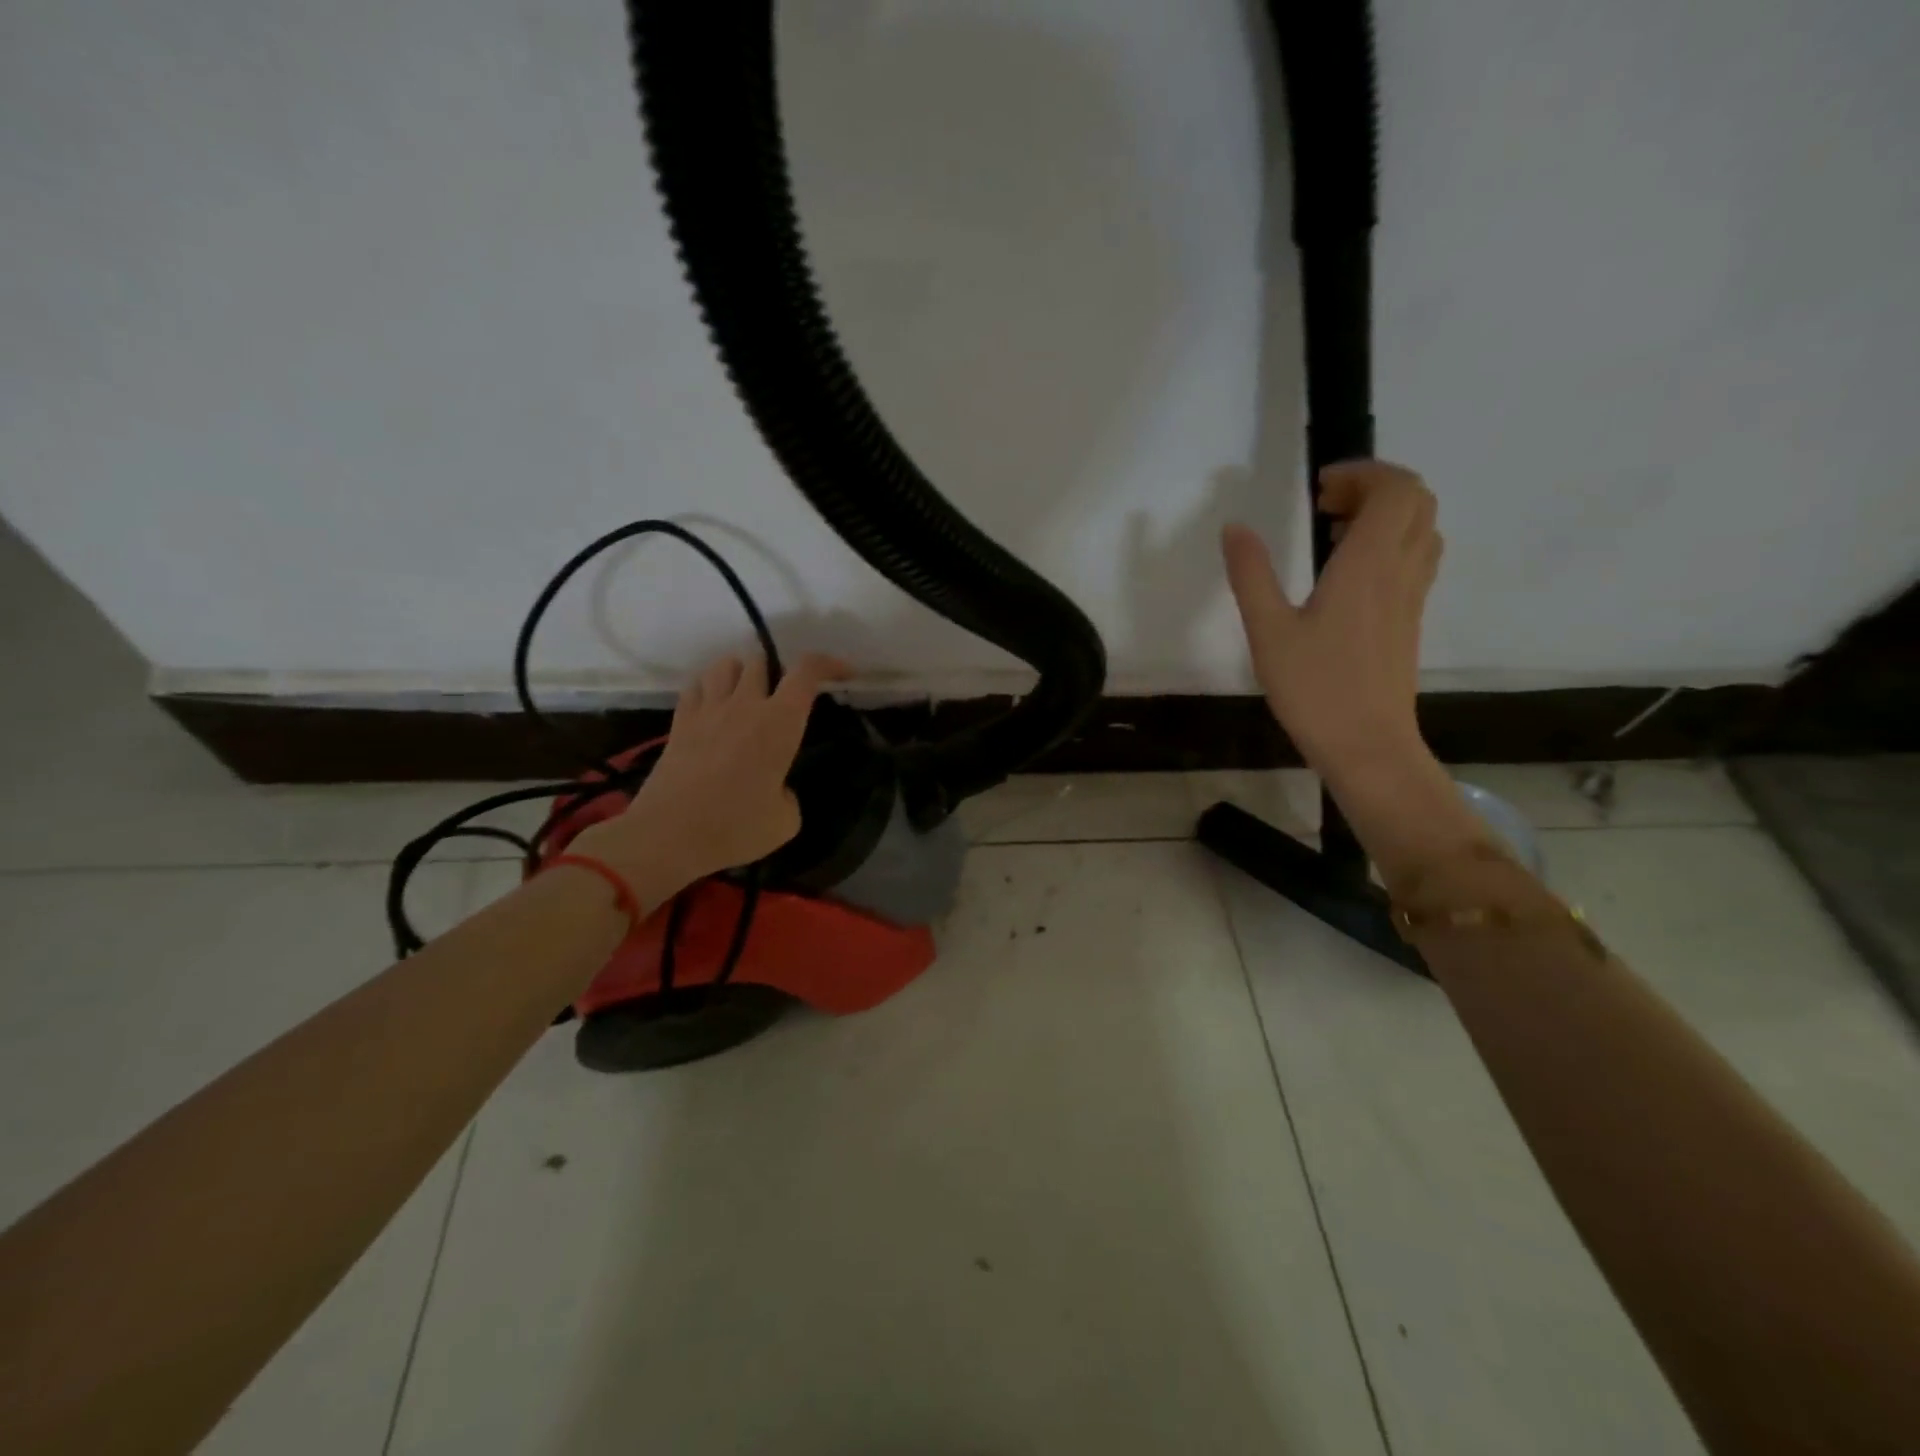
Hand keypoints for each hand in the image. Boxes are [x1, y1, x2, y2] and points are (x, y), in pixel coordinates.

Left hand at [573, 652, 850, 898]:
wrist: (668, 835)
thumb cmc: (735, 827)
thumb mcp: (786, 822)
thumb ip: (789, 795)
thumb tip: (777, 789)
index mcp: (780, 722)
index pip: (807, 671)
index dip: (829, 663)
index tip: (844, 673)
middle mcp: (745, 705)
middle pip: (761, 660)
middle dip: (777, 672)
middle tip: (782, 698)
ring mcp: (708, 709)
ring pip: (725, 664)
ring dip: (741, 673)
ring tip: (746, 696)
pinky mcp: (679, 722)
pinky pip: (695, 686)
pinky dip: (709, 688)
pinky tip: (713, 708)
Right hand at [1222, 461, 1477, 880]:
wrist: (1368, 745)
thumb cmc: (1315, 689)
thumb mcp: (1268, 631)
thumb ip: (1251, 574)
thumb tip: (1235, 528)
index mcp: (1369, 565)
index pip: (1395, 489)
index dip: (1362, 473)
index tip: (1318, 490)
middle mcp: (1401, 571)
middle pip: (1417, 501)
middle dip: (1374, 488)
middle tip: (1325, 508)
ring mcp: (1412, 596)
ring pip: (1422, 529)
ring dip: (1386, 515)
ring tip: (1335, 535)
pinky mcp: (1410, 619)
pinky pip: (1416, 558)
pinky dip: (1390, 544)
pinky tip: (1348, 574)